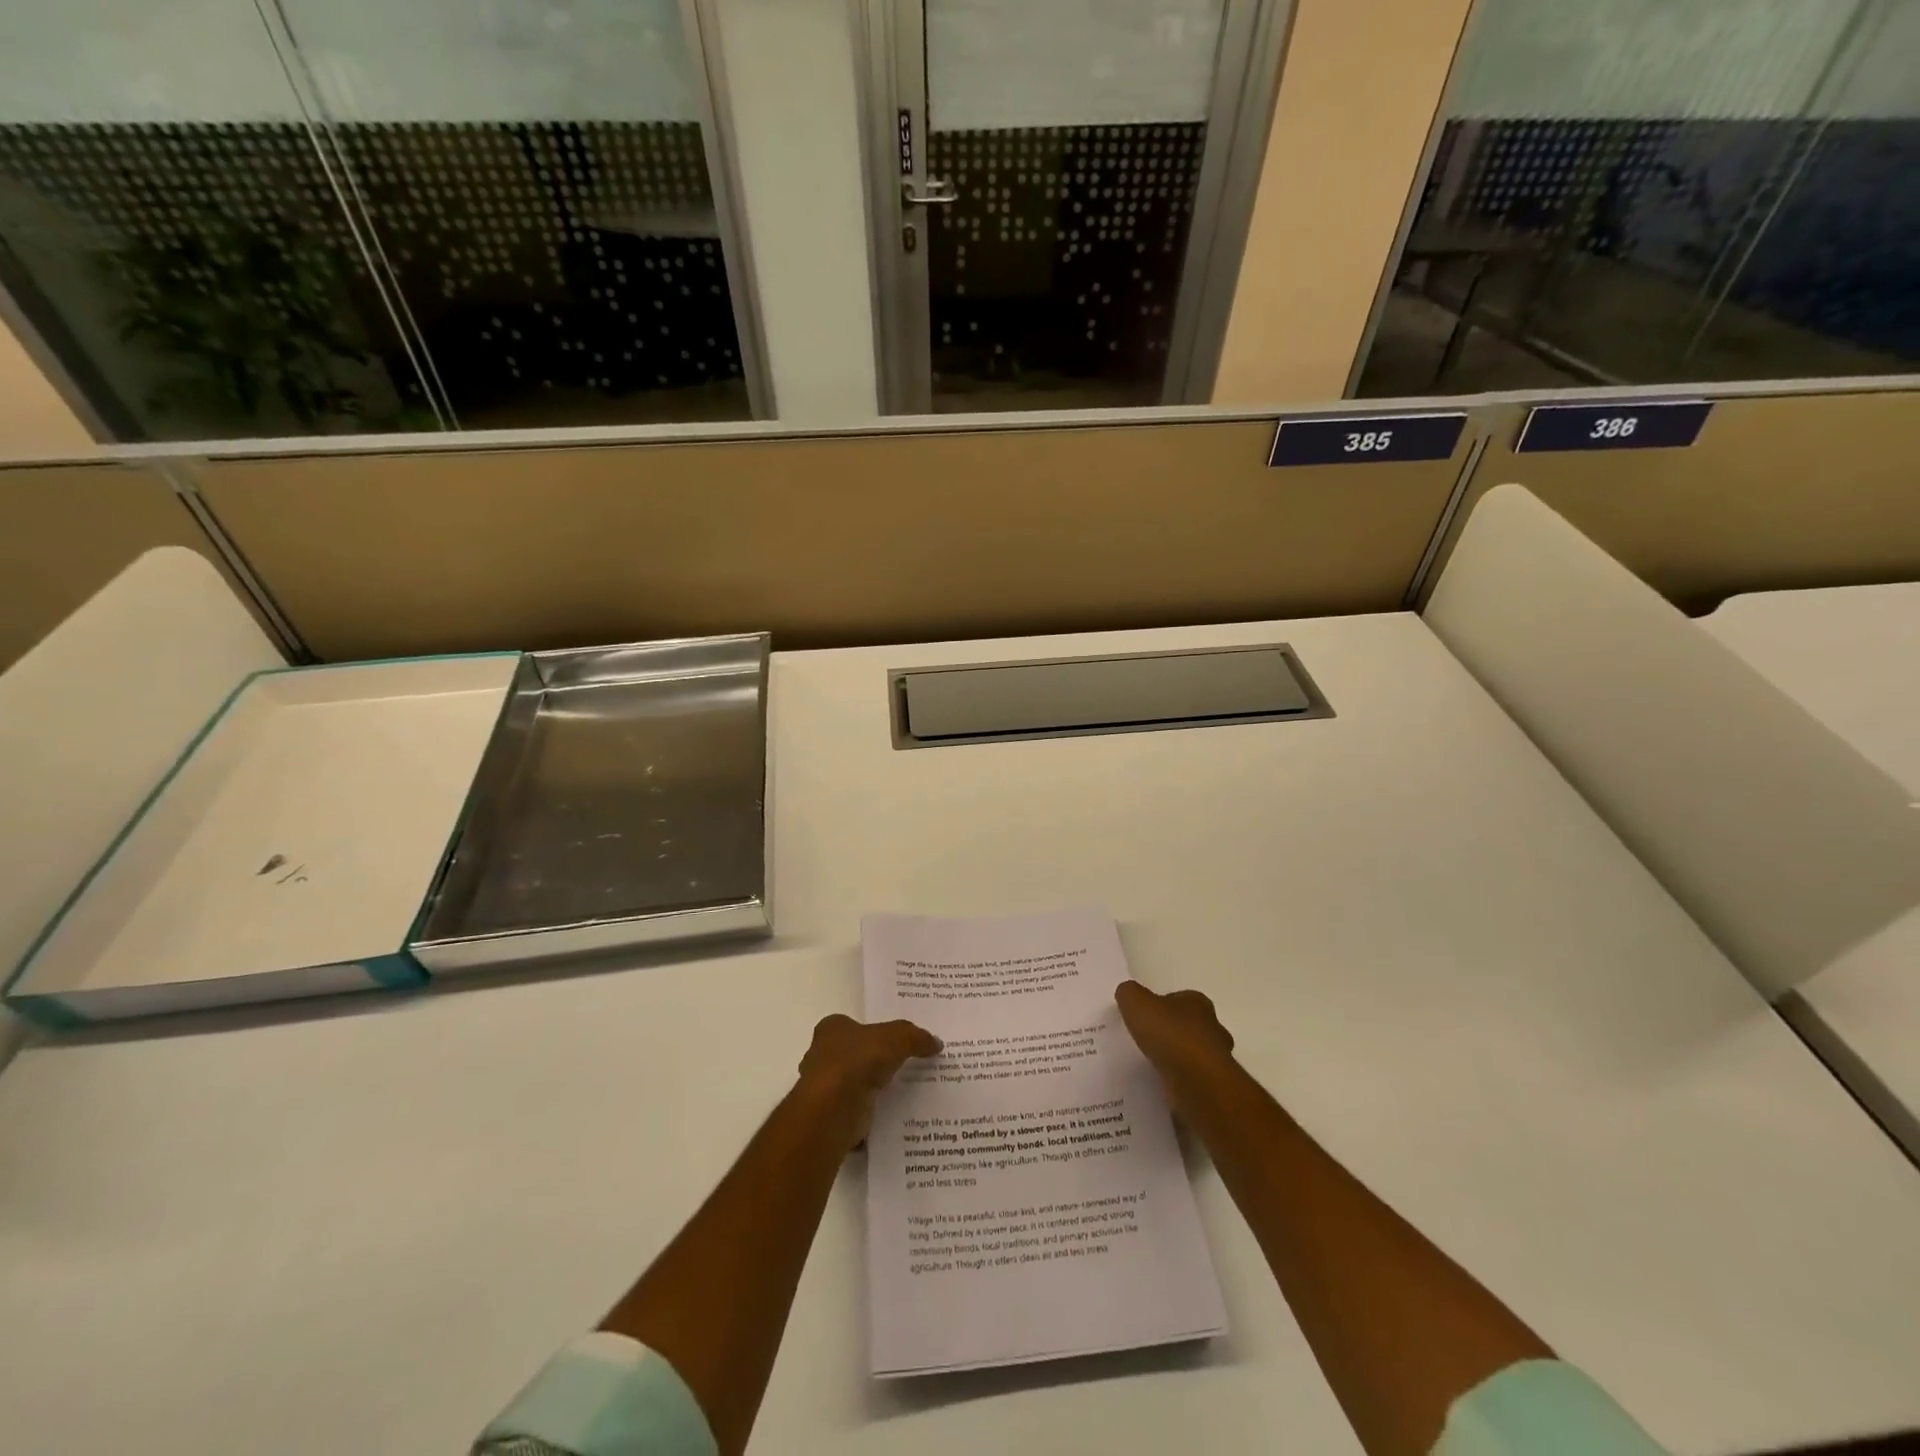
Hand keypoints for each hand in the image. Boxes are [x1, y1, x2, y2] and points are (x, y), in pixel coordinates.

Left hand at [795, 1014, 941, 1153]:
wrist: (833, 1110)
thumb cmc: (858, 1061)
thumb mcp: (897, 1038)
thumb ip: (915, 1038)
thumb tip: (936, 1042)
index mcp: (832, 1029)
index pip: (854, 1025)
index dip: (874, 1031)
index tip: (896, 1041)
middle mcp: (822, 1055)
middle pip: (854, 1054)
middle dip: (874, 1061)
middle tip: (905, 1066)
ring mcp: (824, 1088)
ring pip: (855, 1085)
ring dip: (873, 1089)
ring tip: (905, 1092)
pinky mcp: (831, 1116)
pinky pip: (857, 1112)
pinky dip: (871, 1114)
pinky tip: (893, 1115)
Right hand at [1115, 981, 1235, 1116]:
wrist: (1199, 1085)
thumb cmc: (1171, 1036)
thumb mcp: (1136, 1003)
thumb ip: (1129, 994)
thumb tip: (1127, 994)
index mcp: (1197, 1003)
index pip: (1180, 999)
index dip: (1162, 1006)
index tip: (1144, 1017)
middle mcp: (1213, 1028)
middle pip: (1190, 1027)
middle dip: (1172, 1034)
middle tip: (1147, 1042)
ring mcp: (1217, 1060)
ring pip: (1194, 1056)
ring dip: (1177, 1060)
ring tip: (1152, 1067)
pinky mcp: (1215, 1088)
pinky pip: (1193, 1082)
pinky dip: (1181, 1084)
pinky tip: (1163, 1087)